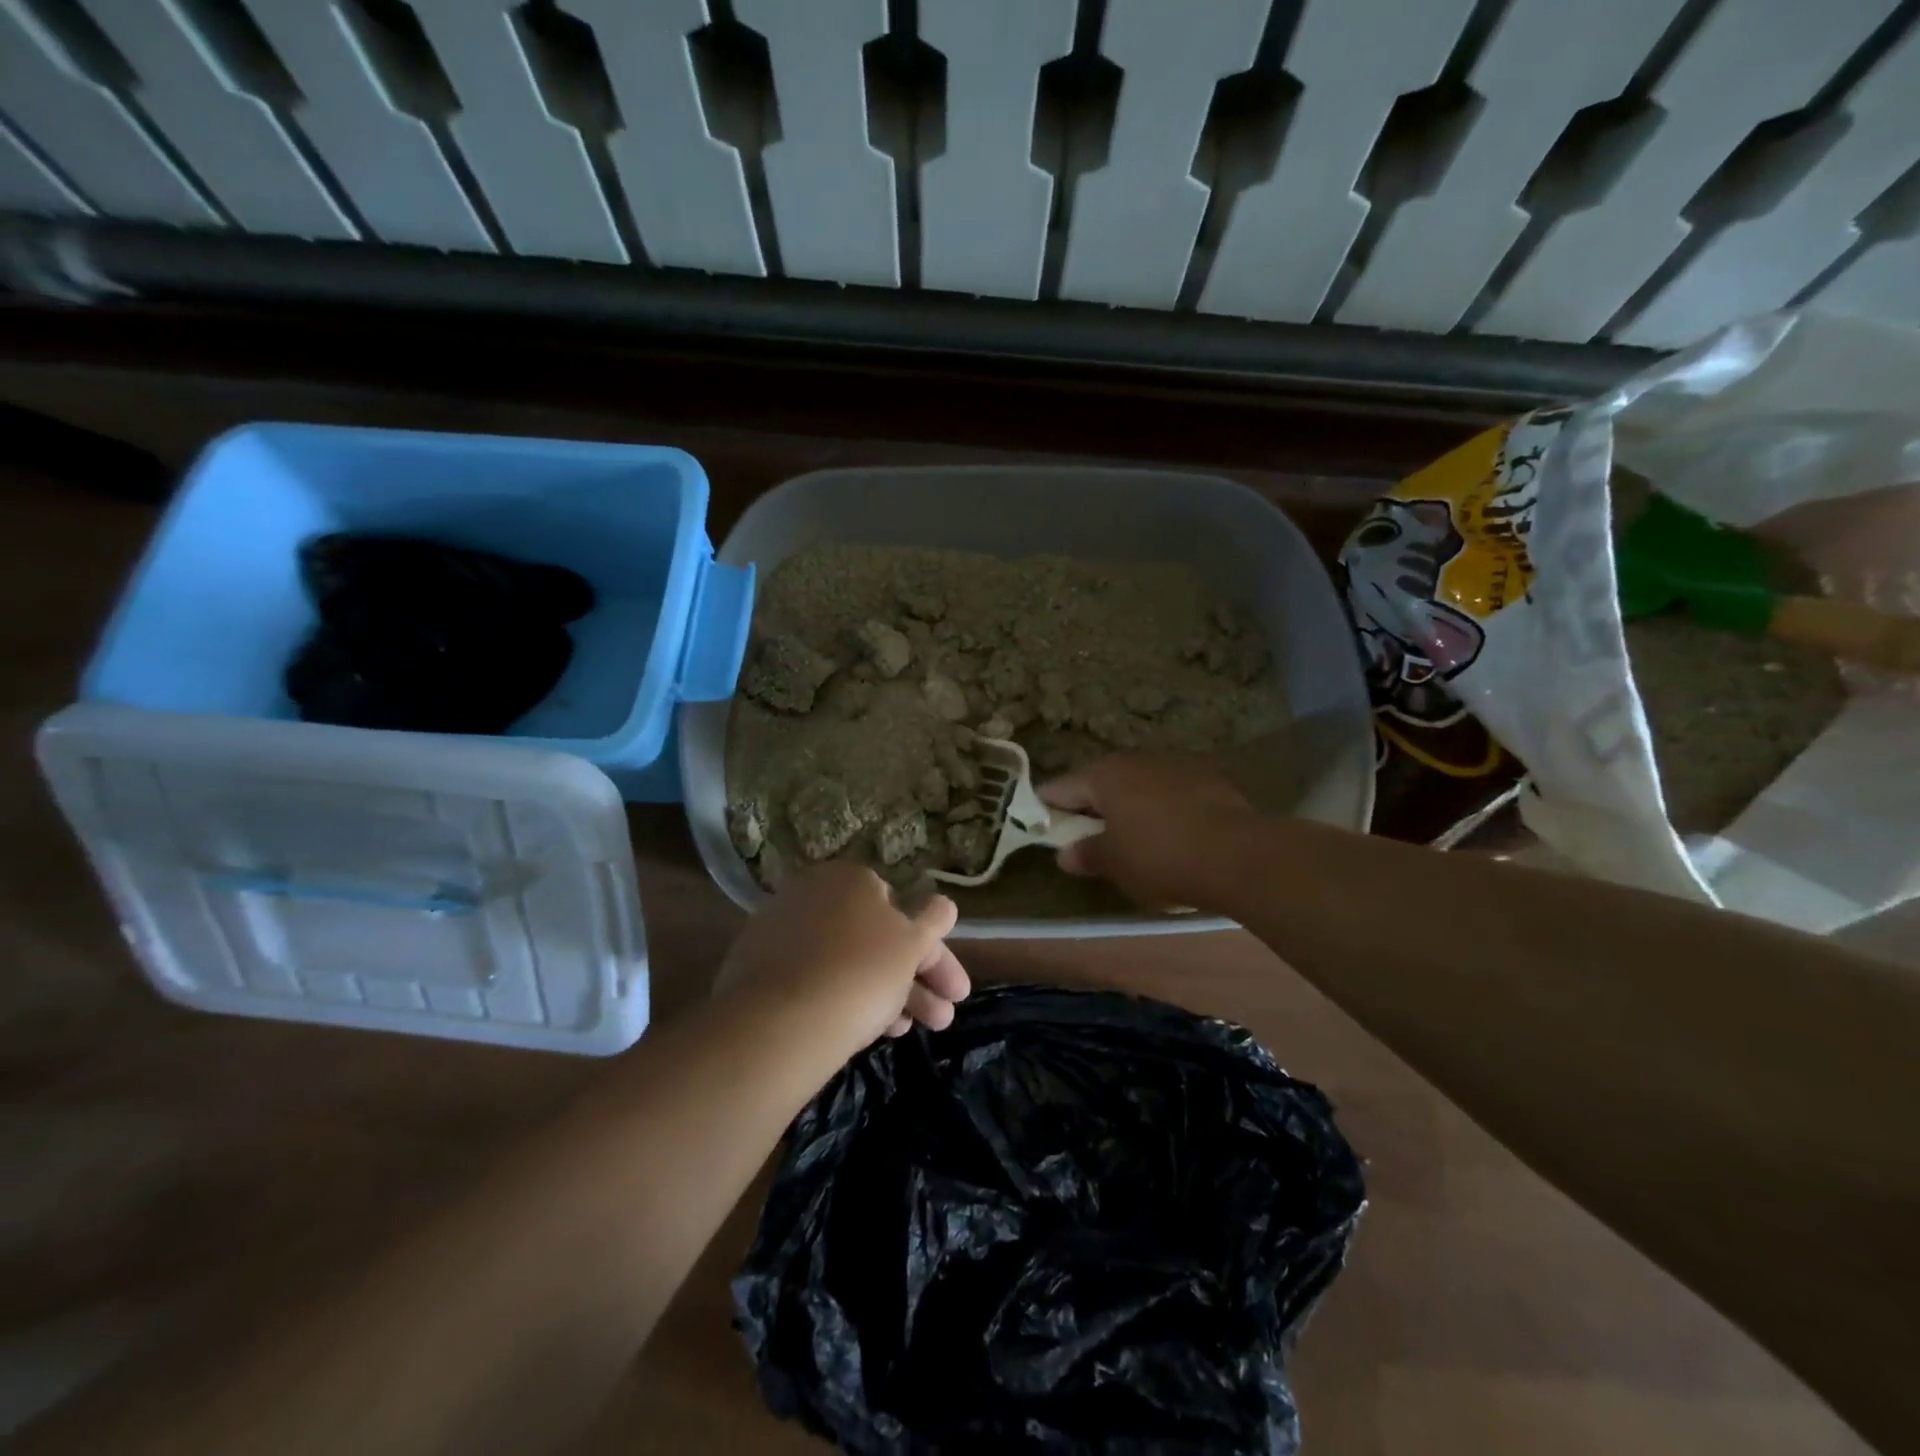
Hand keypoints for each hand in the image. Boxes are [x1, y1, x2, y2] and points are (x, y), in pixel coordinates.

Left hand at [715, 862, 970, 1047]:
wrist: (778, 1022)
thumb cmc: (860, 971)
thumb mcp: (911, 944)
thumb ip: (933, 920)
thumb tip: (943, 904)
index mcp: (851, 878)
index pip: (903, 910)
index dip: (934, 952)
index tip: (951, 988)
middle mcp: (814, 894)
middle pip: (876, 938)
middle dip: (916, 980)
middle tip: (944, 1019)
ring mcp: (783, 931)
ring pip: (849, 961)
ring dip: (888, 995)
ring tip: (910, 1034)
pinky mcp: (759, 968)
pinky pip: (816, 979)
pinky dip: (846, 998)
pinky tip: (866, 1031)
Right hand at [1039, 753, 1256, 909]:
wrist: (1239, 856)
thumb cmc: (1160, 857)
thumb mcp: (1114, 863)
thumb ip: (1085, 854)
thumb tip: (1066, 854)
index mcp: (1104, 774)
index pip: (1060, 788)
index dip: (1047, 810)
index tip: (1042, 830)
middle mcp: (1136, 760)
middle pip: (1100, 783)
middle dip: (1090, 810)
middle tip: (1086, 841)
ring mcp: (1174, 765)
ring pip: (1137, 786)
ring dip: (1128, 809)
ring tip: (1130, 842)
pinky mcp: (1207, 779)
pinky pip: (1168, 794)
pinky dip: (1160, 811)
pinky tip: (1169, 837)